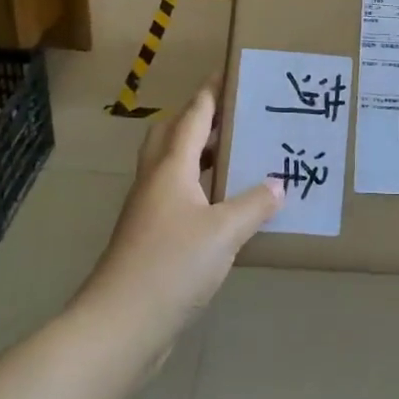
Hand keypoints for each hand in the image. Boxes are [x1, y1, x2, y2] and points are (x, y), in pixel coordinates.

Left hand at [80, 79, 281, 357]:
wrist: (119, 326)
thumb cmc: (171, 266)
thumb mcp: (224, 232)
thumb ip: (254, 204)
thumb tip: (279, 184)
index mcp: (171, 167)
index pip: (194, 115)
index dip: (213, 92)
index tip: (234, 72)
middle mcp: (156, 180)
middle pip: (173, 134)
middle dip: (201, 120)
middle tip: (237, 117)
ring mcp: (148, 210)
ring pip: (174, 167)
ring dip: (201, 156)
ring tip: (239, 156)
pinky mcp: (149, 238)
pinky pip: (178, 197)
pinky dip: (200, 190)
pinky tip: (226, 207)